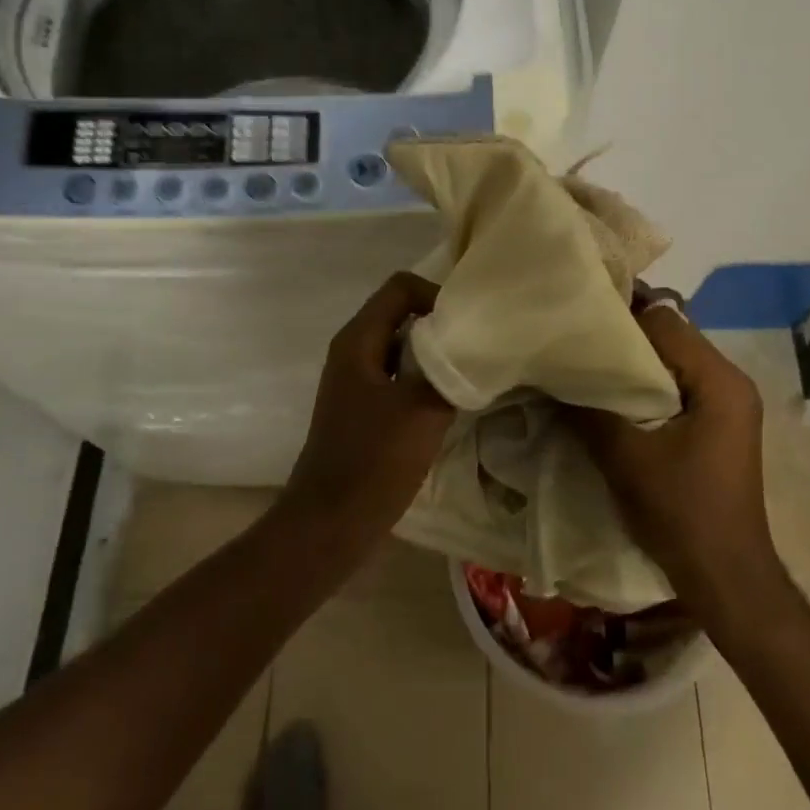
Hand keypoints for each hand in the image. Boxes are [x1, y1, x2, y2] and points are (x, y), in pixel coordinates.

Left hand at [278, 272, 455, 547]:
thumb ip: (448, 368)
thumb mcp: (422, 408)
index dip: (437, 295)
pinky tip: (450, 401)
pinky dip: (425, 378)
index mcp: (358, 340)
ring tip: (470, 373)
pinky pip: (399, 375)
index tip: (467, 325)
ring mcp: (356, 381)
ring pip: (403, 346)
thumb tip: (472, 345)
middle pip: (402, 313)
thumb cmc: (373, 460)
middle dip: (441, 324)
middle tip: (477, 346)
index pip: (401, 287)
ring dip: (435, 354)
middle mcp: (353, 351)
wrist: (331, 523)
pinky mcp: (364, 408)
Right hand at [568, 305, 788, 621]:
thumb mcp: (626, 458)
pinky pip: (677, 388)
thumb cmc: (682, 513)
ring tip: (586, 367)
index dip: (620, 316)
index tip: (578, 317)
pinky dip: (645, 387)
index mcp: (719, 380)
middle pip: (671, 337)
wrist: (725, 577)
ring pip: (672, 363)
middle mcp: (730, 382)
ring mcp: (727, 405)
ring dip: (633, 365)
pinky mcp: (717, 426)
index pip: (665, 321)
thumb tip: (549, 378)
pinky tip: (611, 399)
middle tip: (575, 341)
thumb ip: (588, 411)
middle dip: (623, 339)